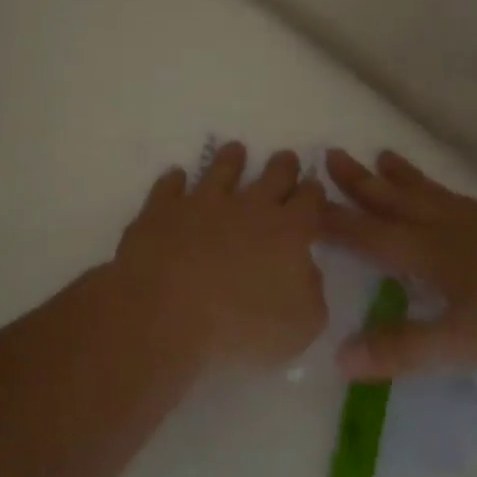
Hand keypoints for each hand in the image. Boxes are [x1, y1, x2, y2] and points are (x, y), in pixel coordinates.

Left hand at [105, 143, 327, 369]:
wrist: (166, 312)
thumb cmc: (240, 326)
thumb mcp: (301, 325)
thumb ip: (311, 292)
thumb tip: (304, 269)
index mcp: (288, 231)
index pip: (309, 201)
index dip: (314, 193)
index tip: (313, 188)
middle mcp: (248, 207)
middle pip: (273, 176)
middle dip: (283, 166)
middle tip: (286, 158)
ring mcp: (202, 203)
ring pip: (221, 170)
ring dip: (231, 159)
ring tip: (235, 150)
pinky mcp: (162, 210)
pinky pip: (170, 186)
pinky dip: (175, 181)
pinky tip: (176, 177)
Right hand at [322, 148, 476, 379]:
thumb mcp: (465, 343)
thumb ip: (403, 349)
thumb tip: (338, 358)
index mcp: (433, 253)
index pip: (369, 234)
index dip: (333, 220)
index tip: (300, 200)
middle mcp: (453, 231)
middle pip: (397, 201)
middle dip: (361, 182)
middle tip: (331, 155)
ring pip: (431, 196)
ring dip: (401, 178)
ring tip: (382, 155)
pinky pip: (462, 203)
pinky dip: (441, 194)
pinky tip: (452, 202)